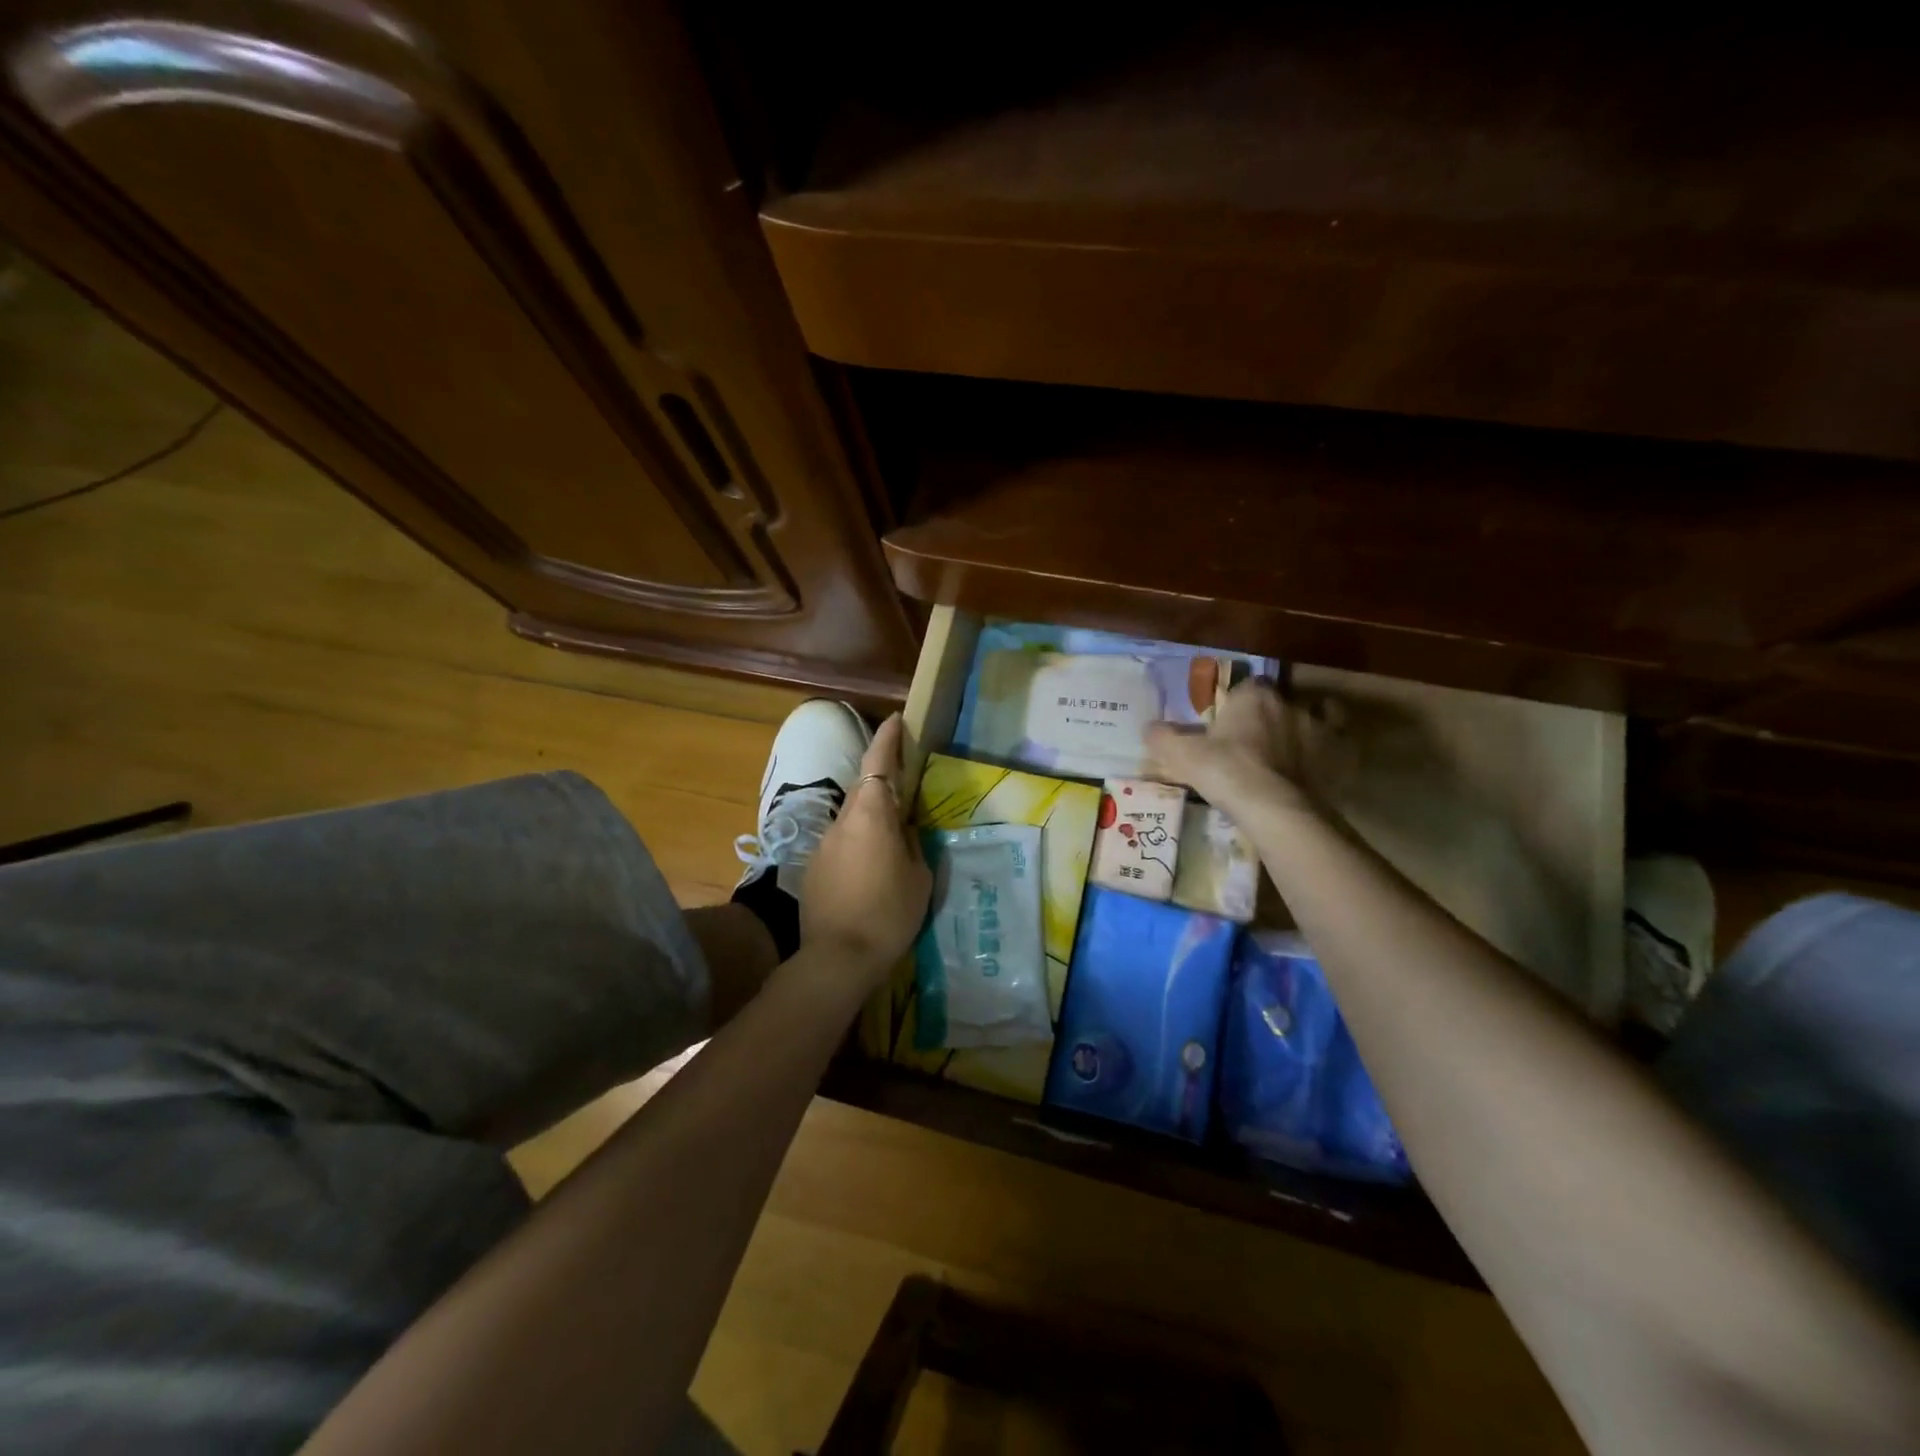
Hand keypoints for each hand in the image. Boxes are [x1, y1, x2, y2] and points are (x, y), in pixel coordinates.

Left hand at [801, 714, 931, 985]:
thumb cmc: (889, 914)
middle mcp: (842, 821)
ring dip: (869, 817)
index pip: (878, 763)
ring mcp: (823, 845)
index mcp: (872, 816)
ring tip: (890, 837)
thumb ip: (912, 844)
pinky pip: (840, 844)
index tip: (896, 720)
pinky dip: (856, 845)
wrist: (837, 958)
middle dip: (881, 778)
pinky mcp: (812, 869)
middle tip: (904, 782)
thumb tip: (904, 830)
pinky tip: (868, 871)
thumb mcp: (919, 877)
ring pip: (850, 818)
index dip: (887, 739)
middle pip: (862, 788)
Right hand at [1146, 679, 1333, 812]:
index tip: (1227, 721)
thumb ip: (1164, 737)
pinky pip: (1333, 747)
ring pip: (1309, 721)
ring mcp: (1318, 730)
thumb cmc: (1225, 771)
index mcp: (1254, 696)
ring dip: (1298, 733)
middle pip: (1277, 703)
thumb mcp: (1182, 755)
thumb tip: (1149, 727)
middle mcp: (1289, 704)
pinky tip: (1312, 768)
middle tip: (1250, 742)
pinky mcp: (1336, 758)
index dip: (1237, 702)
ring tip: (1283, 757)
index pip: (1247, 686)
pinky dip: (1326, 753)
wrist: (1274, 808)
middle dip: (1266, 717)